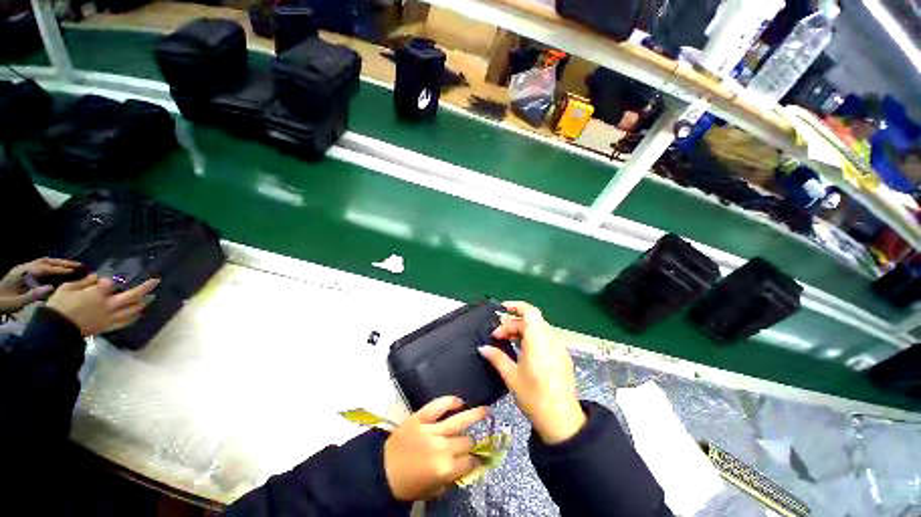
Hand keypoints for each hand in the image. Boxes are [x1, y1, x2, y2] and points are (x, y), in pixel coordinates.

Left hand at [0, 258, 81, 313]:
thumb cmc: (5, 303)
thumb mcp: (18, 302)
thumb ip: (33, 295)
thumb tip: (51, 288)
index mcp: (24, 273)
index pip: (45, 268)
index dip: (60, 269)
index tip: (75, 270)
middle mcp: (25, 267)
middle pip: (45, 261)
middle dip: (62, 262)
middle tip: (78, 264)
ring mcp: (23, 269)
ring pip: (43, 261)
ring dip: (58, 262)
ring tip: (71, 265)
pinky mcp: (24, 272)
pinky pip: (40, 265)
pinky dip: (51, 264)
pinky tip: (57, 269)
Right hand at [46, 275, 159, 336]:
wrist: (55, 330)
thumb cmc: (59, 306)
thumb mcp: (67, 288)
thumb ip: (83, 282)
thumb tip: (95, 278)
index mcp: (97, 294)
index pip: (110, 283)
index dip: (109, 280)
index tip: (103, 280)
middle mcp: (109, 305)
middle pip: (132, 296)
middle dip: (145, 287)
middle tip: (156, 281)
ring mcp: (110, 317)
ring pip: (133, 310)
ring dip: (143, 303)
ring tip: (151, 297)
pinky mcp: (107, 327)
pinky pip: (125, 322)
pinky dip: (133, 316)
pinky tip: (138, 313)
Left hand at [384, 396, 487, 500]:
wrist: (382, 471)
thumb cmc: (408, 484)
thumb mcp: (433, 490)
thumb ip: (452, 477)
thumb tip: (467, 465)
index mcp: (445, 469)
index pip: (470, 462)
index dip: (478, 460)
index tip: (482, 457)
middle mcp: (442, 447)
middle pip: (467, 441)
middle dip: (472, 442)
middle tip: (473, 441)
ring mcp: (431, 429)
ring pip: (458, 421)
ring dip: (475, 414)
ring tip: (486, 409)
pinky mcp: (420, 417)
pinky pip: (438, 405)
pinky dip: (449, 401)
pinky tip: (459, 401)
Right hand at [479, 301, 585, 444]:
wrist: (562, 421)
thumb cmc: (534, 397)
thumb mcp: (511, 377)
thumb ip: (497, 358)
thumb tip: (482, 348)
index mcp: (538, 341)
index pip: (530, 312)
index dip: (516, 306)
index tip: (502, 309)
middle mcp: (551, 340)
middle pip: (531, 321)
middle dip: (512, 324)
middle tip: (497, 336)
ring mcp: (559, 348)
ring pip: (539, 329)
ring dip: (522, 331)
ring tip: (507, 341)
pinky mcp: (563, 357)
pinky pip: (545, 338)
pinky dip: (532, 338)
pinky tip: (523, 351)